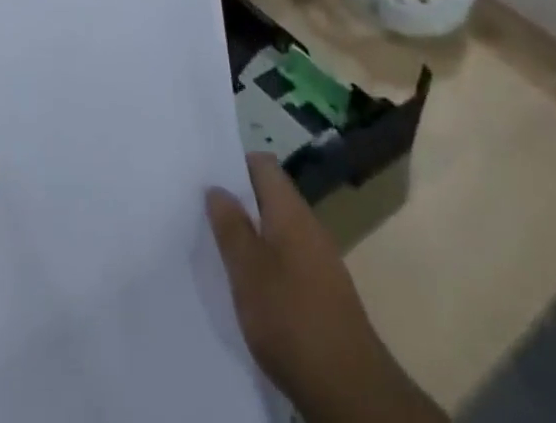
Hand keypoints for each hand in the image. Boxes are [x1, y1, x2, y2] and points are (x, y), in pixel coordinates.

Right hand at [207, 153, 444, 422]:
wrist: (350, 391)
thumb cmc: (291, 318)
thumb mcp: (247, 270)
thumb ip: (230, 225)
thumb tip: (217, 188)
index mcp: (291, 211)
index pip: (263, 164)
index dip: (235, 164)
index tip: (207, 177)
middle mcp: (309, 227)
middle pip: (270, 197)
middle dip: (239, 203)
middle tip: (204, 214)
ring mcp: (320, 261)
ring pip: (278, 231)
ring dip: (251, 236)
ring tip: (220, 251)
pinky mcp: (324, 294)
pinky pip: (288, 261)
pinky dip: (267, 265)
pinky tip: (250, 289)